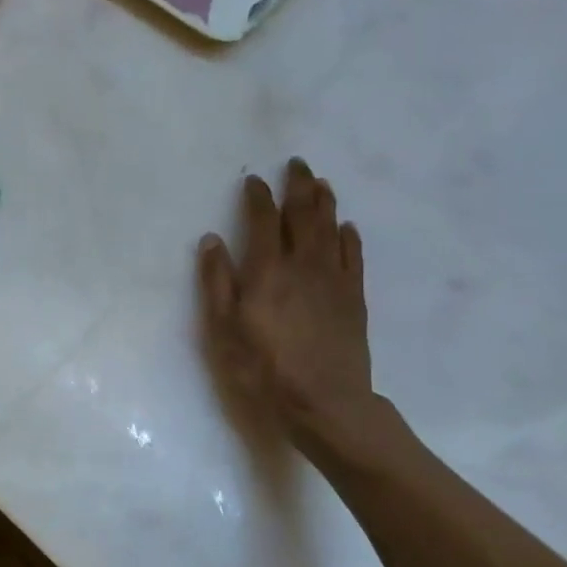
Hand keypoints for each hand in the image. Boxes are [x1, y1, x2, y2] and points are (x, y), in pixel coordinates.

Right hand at [197, 159, 379, 452]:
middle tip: (296, 164)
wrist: (324, 402)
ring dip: (325, 201)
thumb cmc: (264, 369)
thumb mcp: (223, 329)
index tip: (253, 180)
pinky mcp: (354, 298)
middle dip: (298, 185)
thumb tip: (212, 239)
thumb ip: (217, 282)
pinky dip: (349, 236)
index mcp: (267, 271)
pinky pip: (354, 256)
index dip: (258, 196)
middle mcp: (303, 265)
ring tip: (321, 182)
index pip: (264, 220)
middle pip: (304, 214)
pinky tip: (347, 227)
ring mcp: (334, 280)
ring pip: (331, 228)